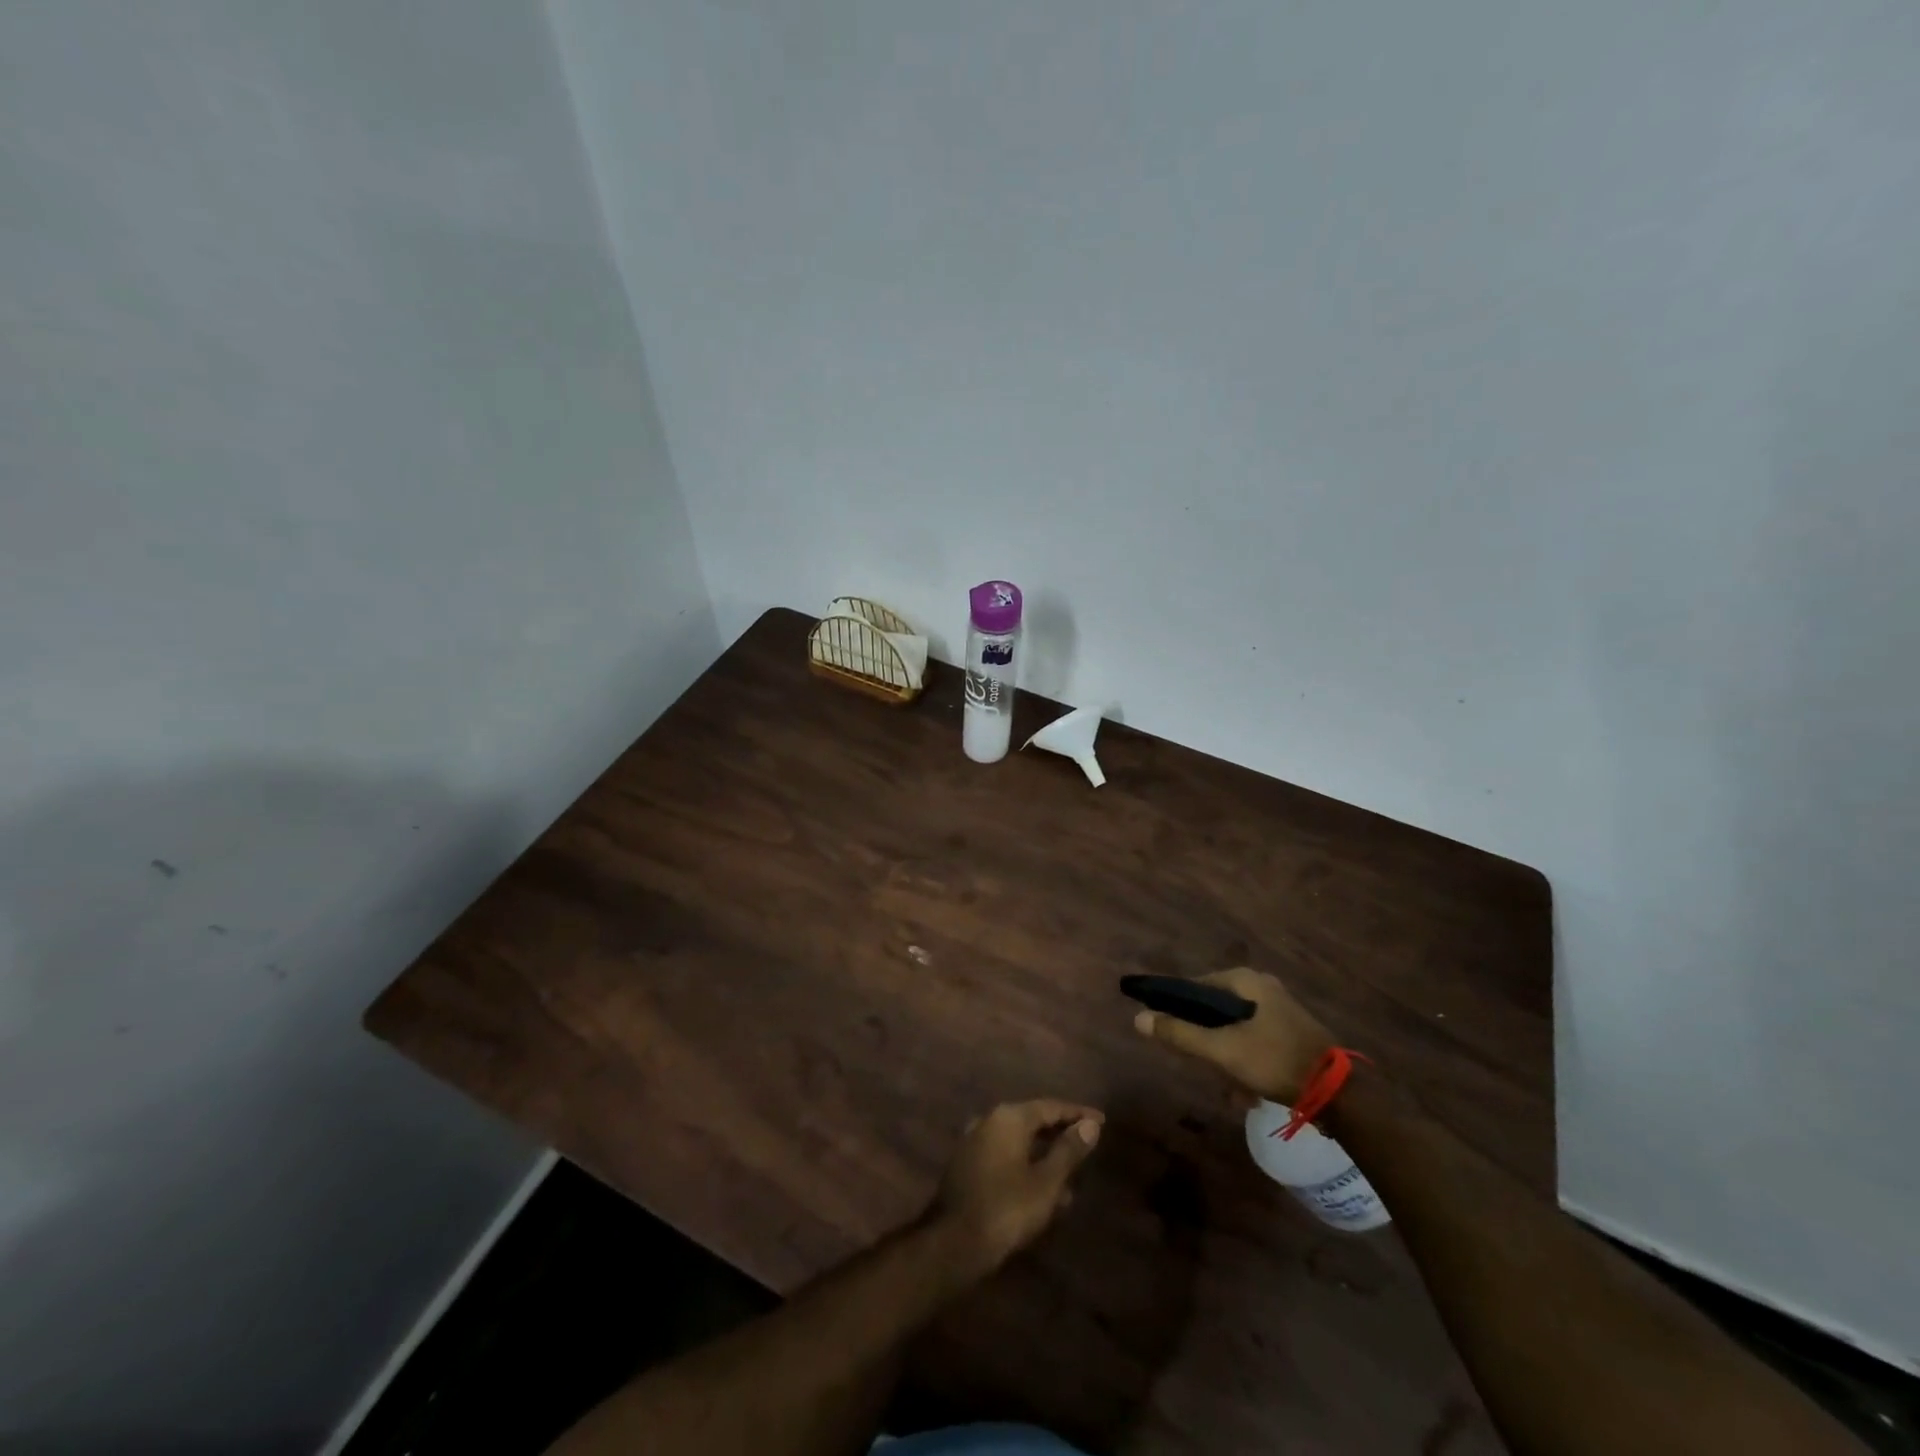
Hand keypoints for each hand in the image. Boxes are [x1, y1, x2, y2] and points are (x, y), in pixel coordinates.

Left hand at [933, 1099, 1102, 1272]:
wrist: (954, 1241)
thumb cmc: (1007, 1207)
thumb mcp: (1046, 1182)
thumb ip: (1068, 1151)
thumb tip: (1089, 1125)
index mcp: (1009, 1117)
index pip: (1050, 1107)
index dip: (1077, 1114)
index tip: (1100, 1121)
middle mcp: (989, 1120)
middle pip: (1032, 1120)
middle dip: (1060, 1133)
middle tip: (1086, 1143)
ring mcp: (974, 1141)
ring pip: (1018, 1141)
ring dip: (1044, 1155)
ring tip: (1071, 1178)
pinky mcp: (966, 1164)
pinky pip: (1004, 1156)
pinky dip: (1025, 1166)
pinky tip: (1041, 1191)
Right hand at [1132, 967, 1333, 1103]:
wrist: (1340, 1094)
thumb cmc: (1275, 1061)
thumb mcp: (1222, 1050)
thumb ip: (1180, 1034)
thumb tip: (1138, 1018)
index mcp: (1247, 980)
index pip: (1197, 984)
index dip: (1178, 1005)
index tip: (1167, 1029)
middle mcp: (1264, 986)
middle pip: (1216, 1008)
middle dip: (1206, 1039)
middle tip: (1201, 1063)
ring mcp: (1281, 1009)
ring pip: (1235, 1028)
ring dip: (1225, 1054)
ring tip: (1226, 1084)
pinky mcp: (1292, 1032)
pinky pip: (1254, 1040)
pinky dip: (1244, 1059)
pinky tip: (1247, 1089)